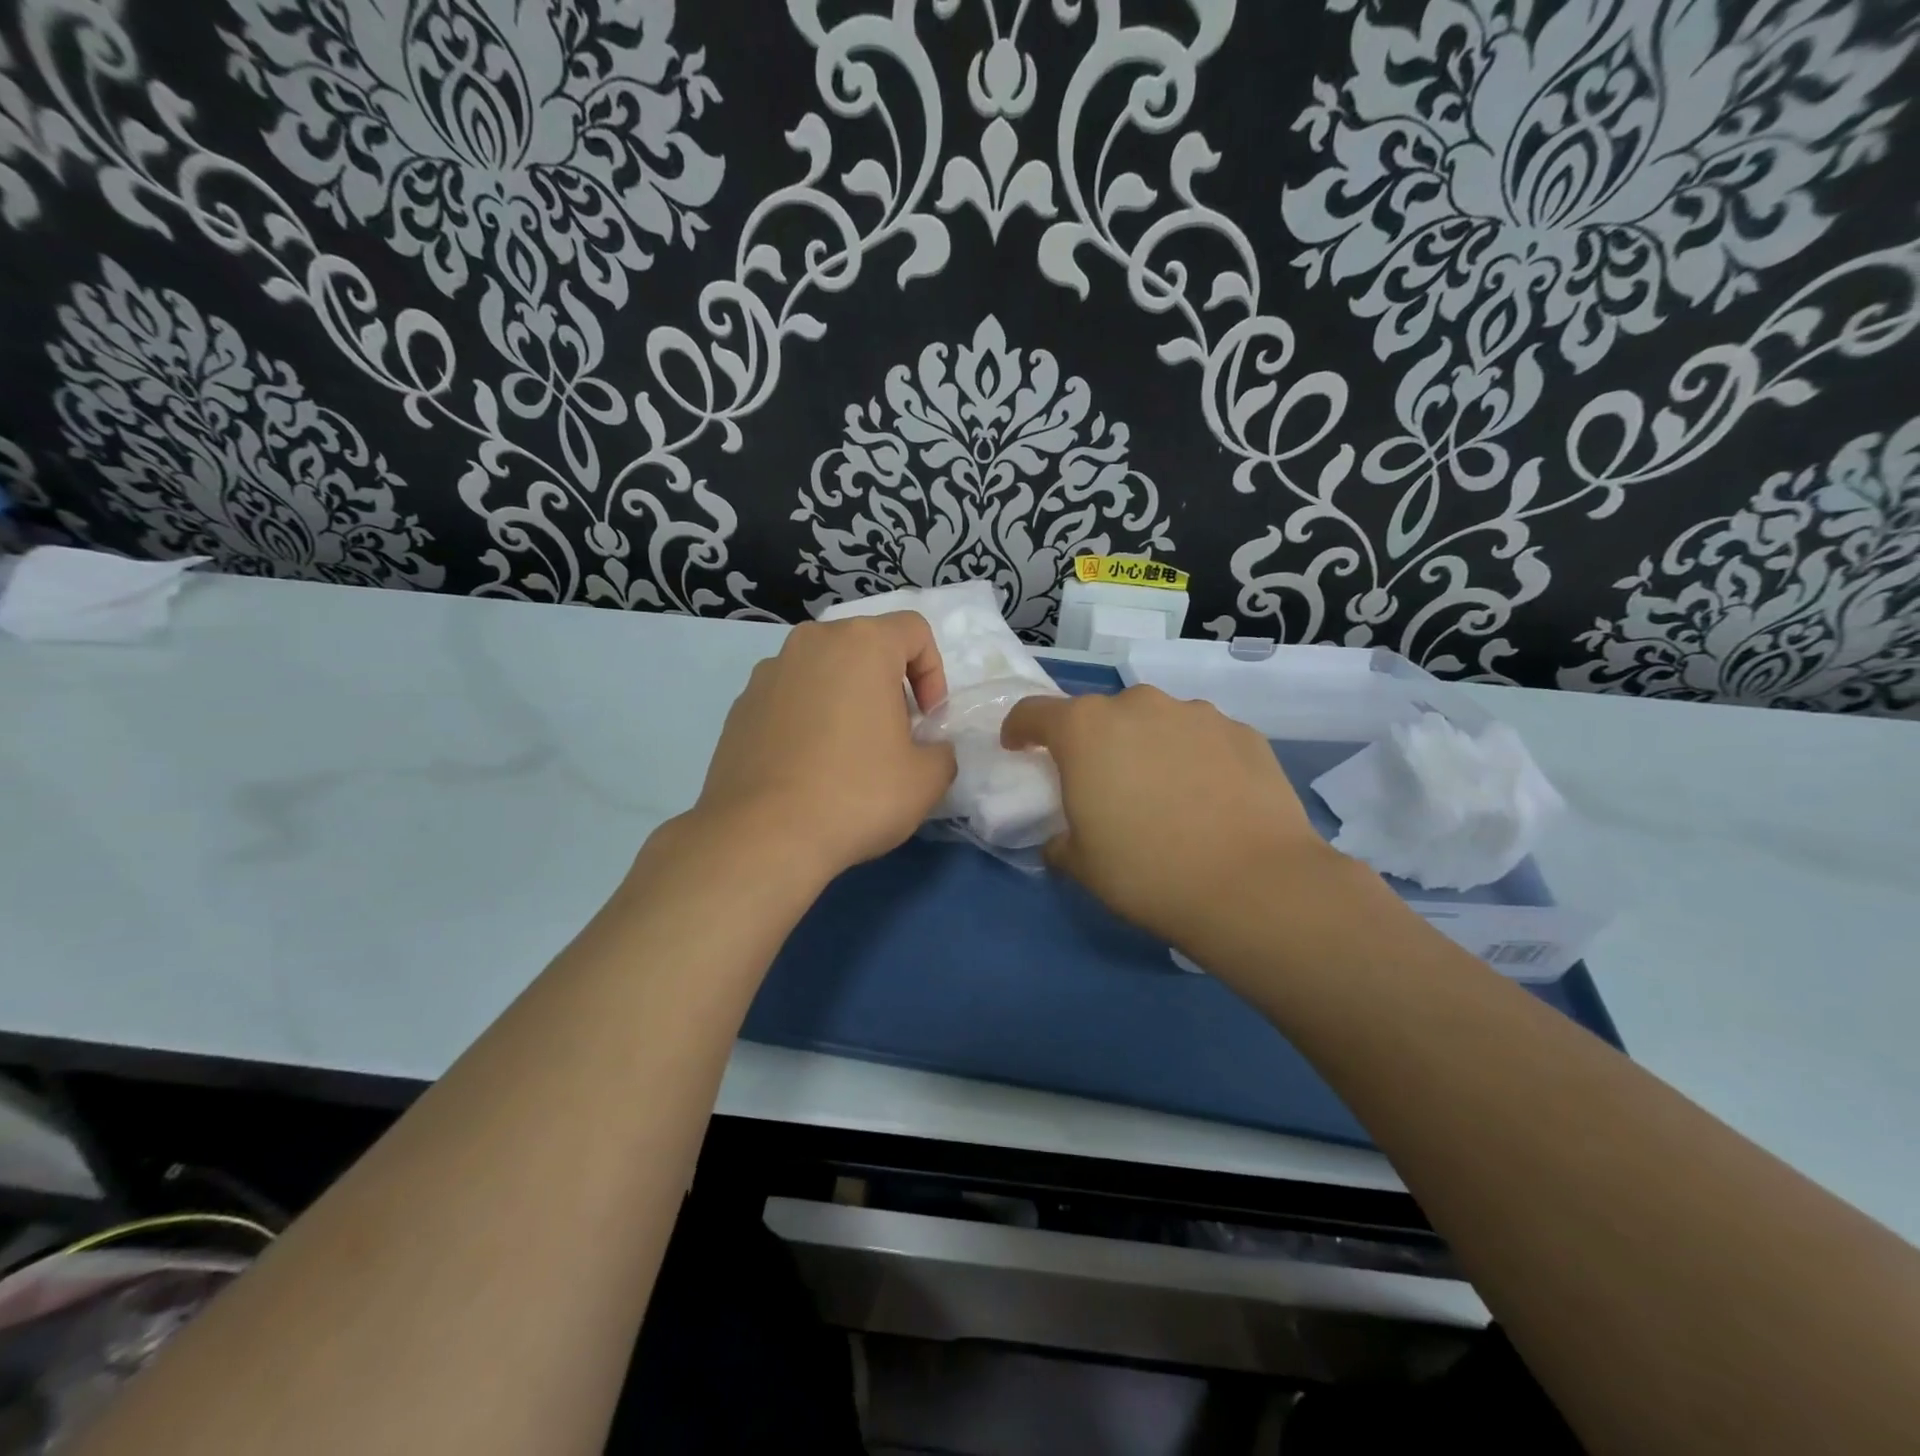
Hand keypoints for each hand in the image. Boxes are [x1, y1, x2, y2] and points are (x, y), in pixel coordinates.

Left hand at [685, 614, 956, 881]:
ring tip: (848, 754)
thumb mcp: (926, 779)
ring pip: (824, 671)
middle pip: (866, 647)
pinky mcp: (740, 707)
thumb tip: (928, 750)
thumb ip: (941, 752)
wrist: (761, 837)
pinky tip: (809, 768)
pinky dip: (808, 719)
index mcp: (861, 644)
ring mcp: (768, 673)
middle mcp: (811, 644)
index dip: (933, 673)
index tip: (927, 720)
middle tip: (894, 736)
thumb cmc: (856, 795)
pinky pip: (790, 698)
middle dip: (888, 685)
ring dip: (846, 699)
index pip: (914, 630)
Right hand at [1001, 686, 1350, 951]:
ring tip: (1165, 793)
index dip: (1020, 729)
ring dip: (1147, 746)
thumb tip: (1062, 838)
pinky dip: (1195, 757)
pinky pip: (1201, 737)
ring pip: (1155, 722)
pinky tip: (1210, 798)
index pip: (1034, 712)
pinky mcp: (1242, 730)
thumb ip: (1059, 840)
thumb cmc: (1147, 872)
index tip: (1019, 749)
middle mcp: (1137, 705)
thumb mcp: (1081, 865)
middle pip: (1100, 715)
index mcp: (1085, 730)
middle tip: (1104, 785)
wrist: (1252, 885)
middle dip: (1094, 743)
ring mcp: (1195, 713)